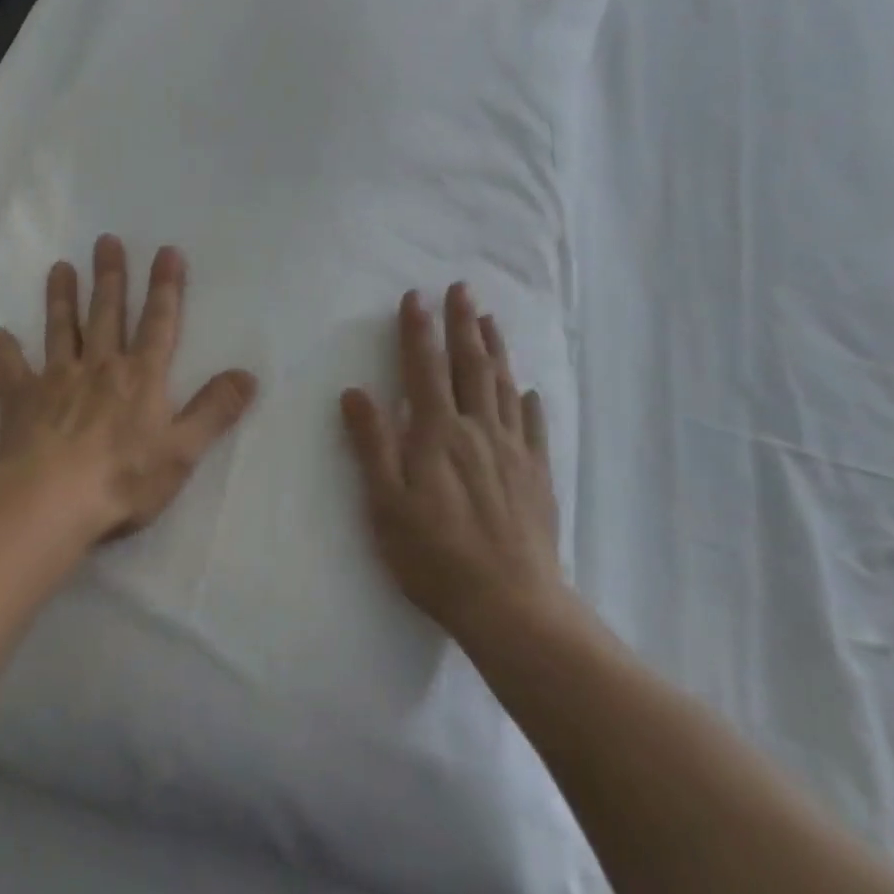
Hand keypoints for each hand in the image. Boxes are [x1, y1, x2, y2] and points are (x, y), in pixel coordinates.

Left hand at [0, 235, 259, 545]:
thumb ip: (215, 410)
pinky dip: (6, 351)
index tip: (166, 251)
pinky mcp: (21, 401)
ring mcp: (57, 380)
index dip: (166, 287)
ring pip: (61, 329)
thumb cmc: (124, 478)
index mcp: (141, 377)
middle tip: (105, 241)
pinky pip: (12, 370)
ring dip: (62, 298)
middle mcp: (100, 367)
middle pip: (107, 313)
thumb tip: (248, 375)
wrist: (51, 501)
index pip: (159, 322)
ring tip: (60, 267)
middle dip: (111, 276)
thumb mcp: (183, 450)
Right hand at [341, 284, 565, 644]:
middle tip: (461, 288)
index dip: (417, 330)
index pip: (423, 368)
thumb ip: (372, 445)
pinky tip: (528, 390)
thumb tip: (355, 392)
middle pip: (470, 365)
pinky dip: (529, 402)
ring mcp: (512, 450)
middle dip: (462, 323)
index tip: (415, 297)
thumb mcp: (386, 504)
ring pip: (503, 386)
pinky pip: (535, 426)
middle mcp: (477, 429)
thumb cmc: (435, 557)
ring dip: (495, 348)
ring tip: (490, 319)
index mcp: (437, 433)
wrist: (511, 605)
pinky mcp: (538, 474)